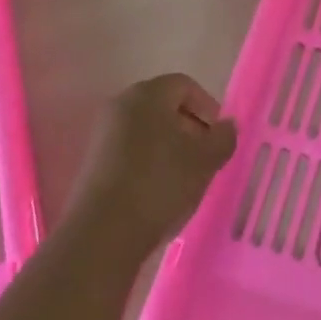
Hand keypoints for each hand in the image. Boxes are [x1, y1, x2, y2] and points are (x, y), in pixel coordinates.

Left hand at [69, 74, 238, 262]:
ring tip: (186, 179)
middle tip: (206, 158)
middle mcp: (121, 105)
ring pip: (148, 131)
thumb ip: (223, 138)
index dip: (208, 107)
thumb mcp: (205, 160)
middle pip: (164, 107)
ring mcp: (103, 134)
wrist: (102, 234)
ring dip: (171, 149)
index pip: (185, 86)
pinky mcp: (93, 163)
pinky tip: (160, 193)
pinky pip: (130, 152)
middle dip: (190, 129)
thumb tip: (226, 127)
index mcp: (147, 94)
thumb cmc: (159, 183)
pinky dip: (149, 164)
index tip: (218, 137)